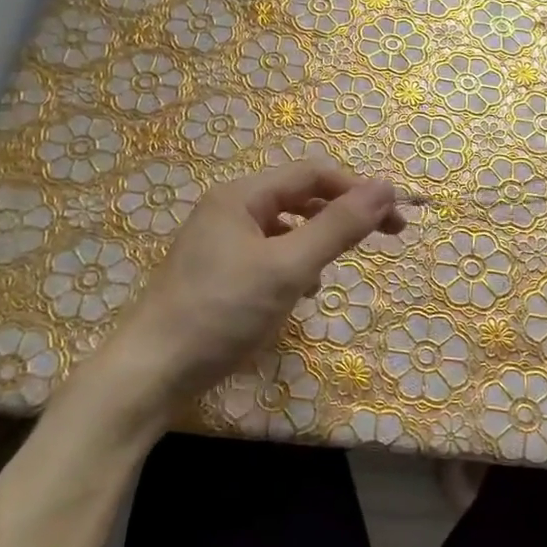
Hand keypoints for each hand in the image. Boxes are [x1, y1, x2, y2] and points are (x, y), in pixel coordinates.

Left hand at [87, 159, 403, 432]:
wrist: (151, 373)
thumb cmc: (222, 313)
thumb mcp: (288, 268)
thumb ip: (338, 226)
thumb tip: (386, 186)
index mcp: (242, 195)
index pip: (313, 173)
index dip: (358, 189)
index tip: (395, 217)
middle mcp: (229, 208)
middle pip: (300, 196)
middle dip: (343, 214)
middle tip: (387, 236)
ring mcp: (220, 241)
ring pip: (285, 227)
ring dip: (319, 240)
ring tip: (336, 269)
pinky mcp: (217, 272)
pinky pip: (268, 253)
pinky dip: (294, 264)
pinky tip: (301, 292)